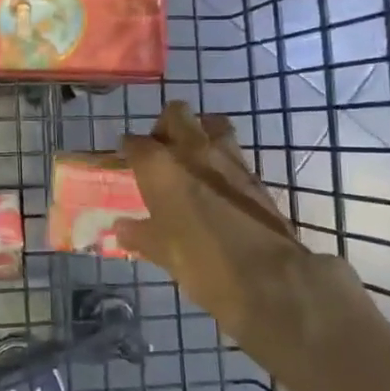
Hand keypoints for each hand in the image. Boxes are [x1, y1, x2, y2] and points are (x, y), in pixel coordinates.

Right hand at [113, 102, 368, 351]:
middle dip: (165, 126)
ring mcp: (228, 158)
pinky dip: (221, 157)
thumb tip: (121, 228)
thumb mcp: (161, 252)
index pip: (134, 142)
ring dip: (199, 132)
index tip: (126, 161)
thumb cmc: (201, 262)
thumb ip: (139, 234)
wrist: (268, 278)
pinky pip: (232, 150)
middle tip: (160, 151)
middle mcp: (192, 150)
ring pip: (210, 123)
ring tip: (192, 158)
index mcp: (159, 166)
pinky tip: (216, 182)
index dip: (128, 150)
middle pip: (175, 113)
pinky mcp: (253, 173)